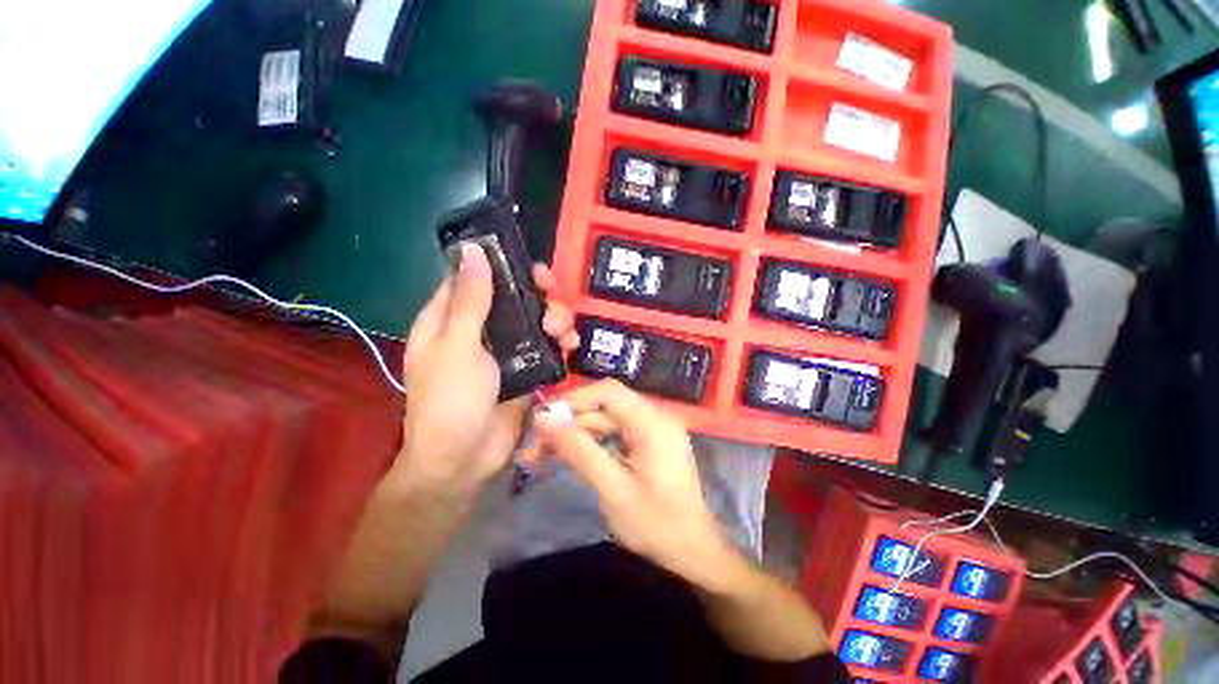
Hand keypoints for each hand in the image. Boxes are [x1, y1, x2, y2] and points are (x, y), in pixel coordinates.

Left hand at [389, 244, 578, 497]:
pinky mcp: (527, 369)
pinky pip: (548, 347)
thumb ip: (471, 301)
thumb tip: (472, 250)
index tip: (531, 267)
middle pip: (513, 298)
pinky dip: (562, 343)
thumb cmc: (450, 401)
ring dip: (555, 319)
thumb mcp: (458, 347)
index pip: (476, 278)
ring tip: (563, 333)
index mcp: (450, 319)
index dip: (502, 266)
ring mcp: (505, 350)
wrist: (465, 460)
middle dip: (538, 296)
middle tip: (553, 299)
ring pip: (535, 321)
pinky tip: (571, 347)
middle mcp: (479, 330)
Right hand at [532, 380, 740, 590]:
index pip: (608, 391)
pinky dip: (591, 442)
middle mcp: (654, 416)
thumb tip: (543, 419)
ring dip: (576, 434)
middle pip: (604, 406)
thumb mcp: (613, 489)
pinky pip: (614, 431)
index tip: (543, 419)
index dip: (573, 399)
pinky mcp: (648, 440)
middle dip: (569, 423)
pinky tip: (569, 457)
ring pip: (605, 419)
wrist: (693, 550)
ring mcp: (652, 427)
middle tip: (536, 448)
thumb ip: (578, 450)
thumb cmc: (657, 524)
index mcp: (653, 422)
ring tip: (543, 456)